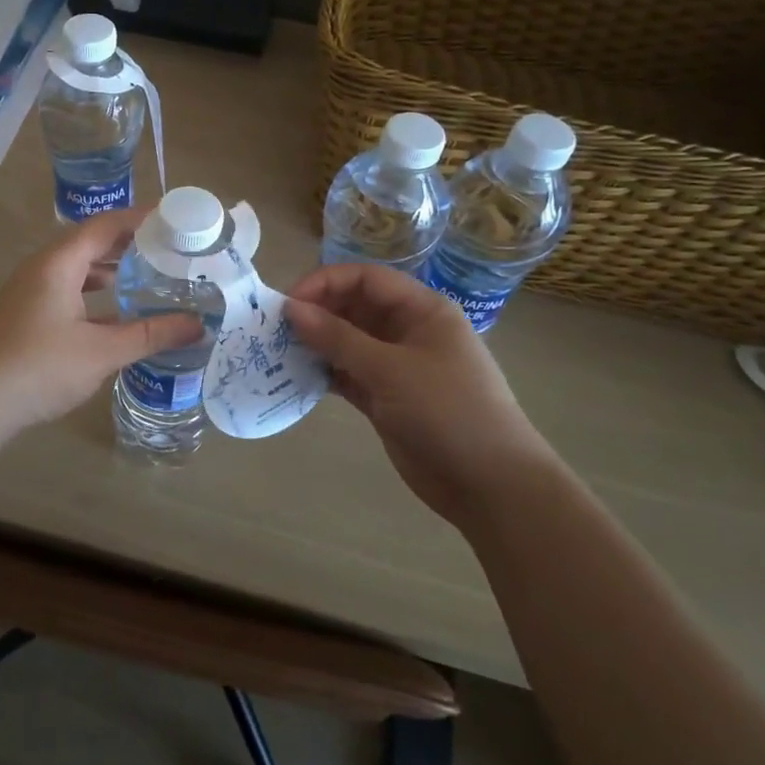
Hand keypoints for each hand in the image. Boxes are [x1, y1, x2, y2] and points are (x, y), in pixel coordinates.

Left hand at [0, 209, 204, 438]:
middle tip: (168, 249)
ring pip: (77, 270)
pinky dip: (94, 295)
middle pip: (90, 243)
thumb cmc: (40, 366)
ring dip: (110, 270)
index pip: (104, 225)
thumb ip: (150, 335)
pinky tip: (116, 316)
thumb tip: (197, 325)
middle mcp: (42, 269)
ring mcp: (30, 293)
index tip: (173, 220)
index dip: (139, 219)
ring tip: (147, 277)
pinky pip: (68, 292)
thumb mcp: (102, 351)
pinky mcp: (26, 316)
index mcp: (59, 263)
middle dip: (128, 244)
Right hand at [285, 263, 558, 522]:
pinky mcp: (385, 398)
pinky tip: (295, 376)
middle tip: (275, 329)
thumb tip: (291, 309)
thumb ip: (338, 338)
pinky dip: (324, 372)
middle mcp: (408, 331)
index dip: (325, 283)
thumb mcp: (391, 370)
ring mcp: (396, 366)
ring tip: (277, 351)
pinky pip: (348, 373)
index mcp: (422, 310)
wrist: (490, 484)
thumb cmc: (448, 412)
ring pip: (347, 341)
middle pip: (354, 306)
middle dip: (316, 312)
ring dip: (315, 343)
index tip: (287, 303)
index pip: (366, 279)